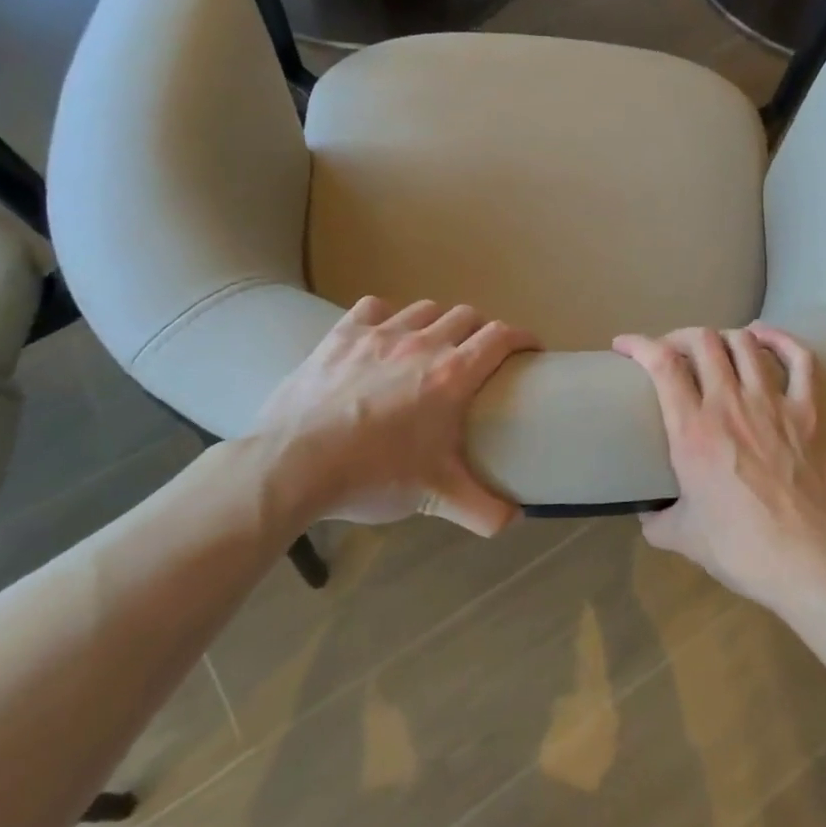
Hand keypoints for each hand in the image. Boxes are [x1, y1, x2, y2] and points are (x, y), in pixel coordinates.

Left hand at [248, 296, 537, 538]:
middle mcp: (422, 343)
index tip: (531, 349)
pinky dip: (388, 315)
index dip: (523, 337)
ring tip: (435, 343)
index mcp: (453, 375)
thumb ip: (485, 511)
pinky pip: (375, 307)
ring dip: (439, 321)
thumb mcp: (436, 498)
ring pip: (425, 308)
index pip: (501, 337)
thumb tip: (516, 519)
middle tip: (481, 355)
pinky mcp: (342, 334)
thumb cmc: (373, 477)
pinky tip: (385, 334)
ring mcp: (379, 334)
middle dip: (482, 330)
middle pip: (467, 316)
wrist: (293, 466)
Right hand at [613, 324, 825, 612]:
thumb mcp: (681, 537)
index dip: (639, 344)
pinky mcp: (809, 413)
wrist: (809, 562)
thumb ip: (656, 517)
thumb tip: (646, 509)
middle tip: (672, 353)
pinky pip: (800, 360)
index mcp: (692, 431)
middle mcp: (730, 404)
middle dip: (679, 337)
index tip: (624, 345)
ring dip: (723, 338)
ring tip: (714, 349)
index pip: (662, 364)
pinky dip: (781, 340)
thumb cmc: (740, 550)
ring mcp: (773, 404)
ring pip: (745, 343)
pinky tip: (765, 336)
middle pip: (702, 341)